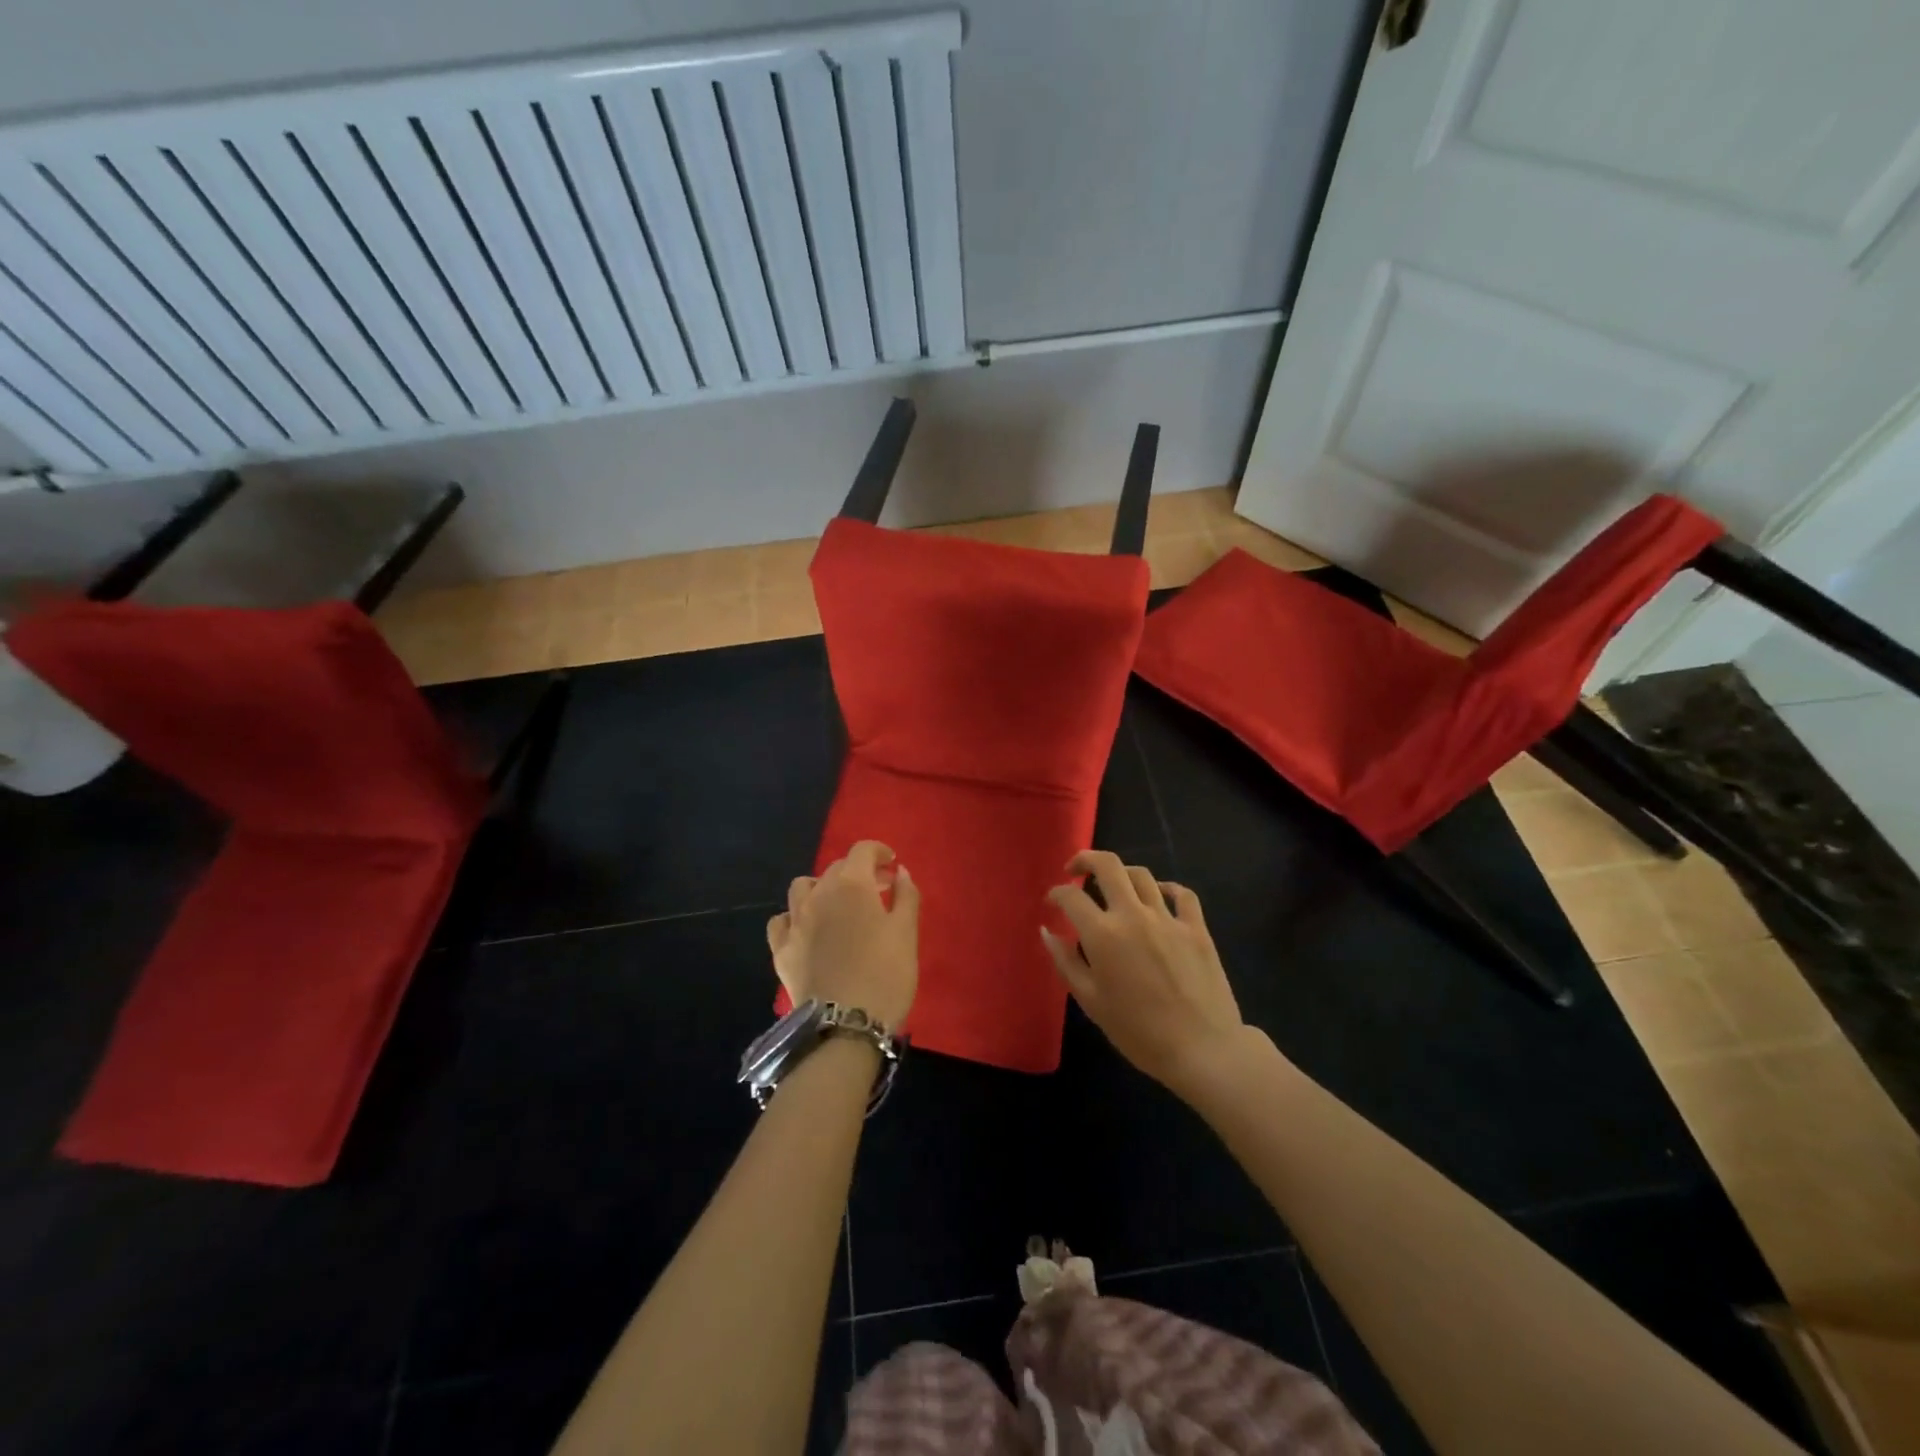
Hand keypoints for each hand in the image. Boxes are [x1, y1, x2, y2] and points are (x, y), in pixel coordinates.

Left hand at [768, 841, 919, 1029]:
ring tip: (838, 905)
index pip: (862, 850)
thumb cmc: (886, 974)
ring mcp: (795, 922)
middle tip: (878, 890)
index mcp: (851, 885)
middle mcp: (818, 895)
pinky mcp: (781, 950)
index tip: (892, 864)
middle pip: (836, 868)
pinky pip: (781, 921)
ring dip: (822, 888)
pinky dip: (794, 917)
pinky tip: (807, 929)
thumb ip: (906, 896)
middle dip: (858, 871)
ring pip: (802, 888)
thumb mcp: (906, 933)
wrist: (845, 1025)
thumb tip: (900, 872)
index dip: (879, 851)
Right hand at [1042, 850, 1248, 1099]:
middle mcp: (1134, 915)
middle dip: (1086, 859)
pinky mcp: (1197, 928)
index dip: (1056, 894)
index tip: (1051, 902)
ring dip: (1122, 873)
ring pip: (1142, 875)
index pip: (1071, 897)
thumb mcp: (1091, 1002)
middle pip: (1108, 866)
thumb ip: (1065, 961)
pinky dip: (1167, 888)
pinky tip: (1159, 894)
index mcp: (1103, 934)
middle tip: (1075, 869)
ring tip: (1114, 884)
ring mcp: (1168, 918)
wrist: (1202, 1050)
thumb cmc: (1138, 1032)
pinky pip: (1182, 894)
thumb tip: (1047, 930)